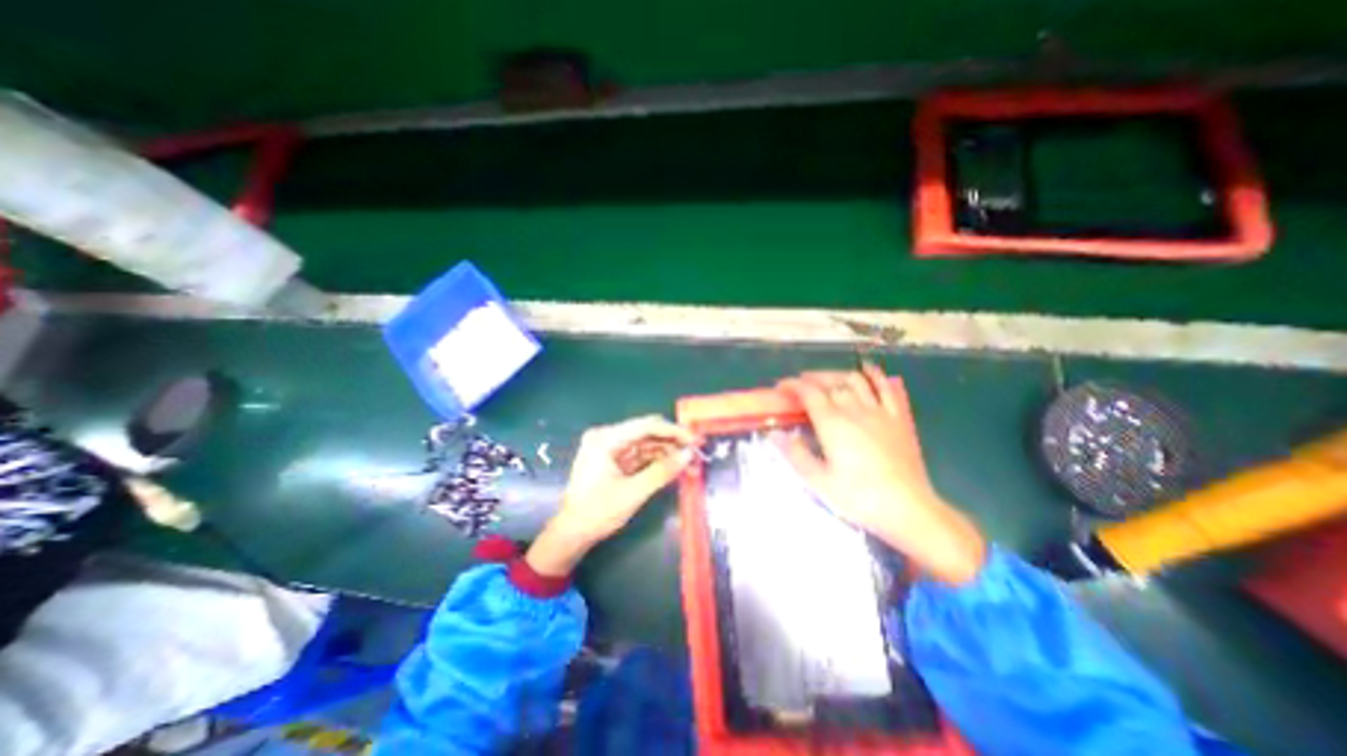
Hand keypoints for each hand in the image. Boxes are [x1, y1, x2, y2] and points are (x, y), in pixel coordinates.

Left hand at [524, 416, 698, 575]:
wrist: (572, 534)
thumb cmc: (597, 512)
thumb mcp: (633, 493)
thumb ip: (662, 471)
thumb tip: (689, 455)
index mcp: (605, 438)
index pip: (646, 426)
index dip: (673, 431)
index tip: (695, 440)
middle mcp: (607, 437)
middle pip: (647, 432)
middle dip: (673, 441)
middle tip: (696, 451)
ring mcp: (611, 448)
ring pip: (647, 443)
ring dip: (668, 451)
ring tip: (690, 462)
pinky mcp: (615, 459)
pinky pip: (641, 454)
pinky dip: (657, 460)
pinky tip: (674, 466)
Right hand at [773, 362, 987, 585]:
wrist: (908, 509)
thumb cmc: (859, 497)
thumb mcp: (819, 481)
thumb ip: (795, 454)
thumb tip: (776, 434)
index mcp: (832, 424)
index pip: (808, 393)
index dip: (792, 385)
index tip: (781, 387)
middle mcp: (854, 410)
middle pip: (830, 383)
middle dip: (811, 379)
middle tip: (799, 385)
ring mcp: (879, 411)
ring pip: (855, 380)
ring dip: (836, 375)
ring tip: (825, 381)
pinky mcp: (897, 418)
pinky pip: (885, 388)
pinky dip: (874, 375)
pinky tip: (866, 370)